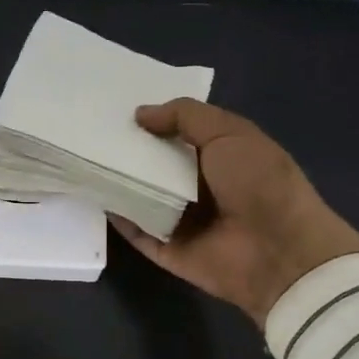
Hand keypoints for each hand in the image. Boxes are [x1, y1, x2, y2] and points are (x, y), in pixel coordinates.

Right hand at [111, 99, 358, 327]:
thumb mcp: (229, 133)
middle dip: (127, 148)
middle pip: (155, 164)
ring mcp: (182, 220)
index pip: (178, 133)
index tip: (115, 106)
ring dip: (116, 180)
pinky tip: (90, 194)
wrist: (279, 252)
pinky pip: (136, 231)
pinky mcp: (168, 249)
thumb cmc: (260, 183)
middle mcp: (199, 186)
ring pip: (141, 196)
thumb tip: (140, 114)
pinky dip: (116, 217)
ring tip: (79, 156)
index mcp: (220, 156)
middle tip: (89, 129)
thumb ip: (184, 116)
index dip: (152, 119)